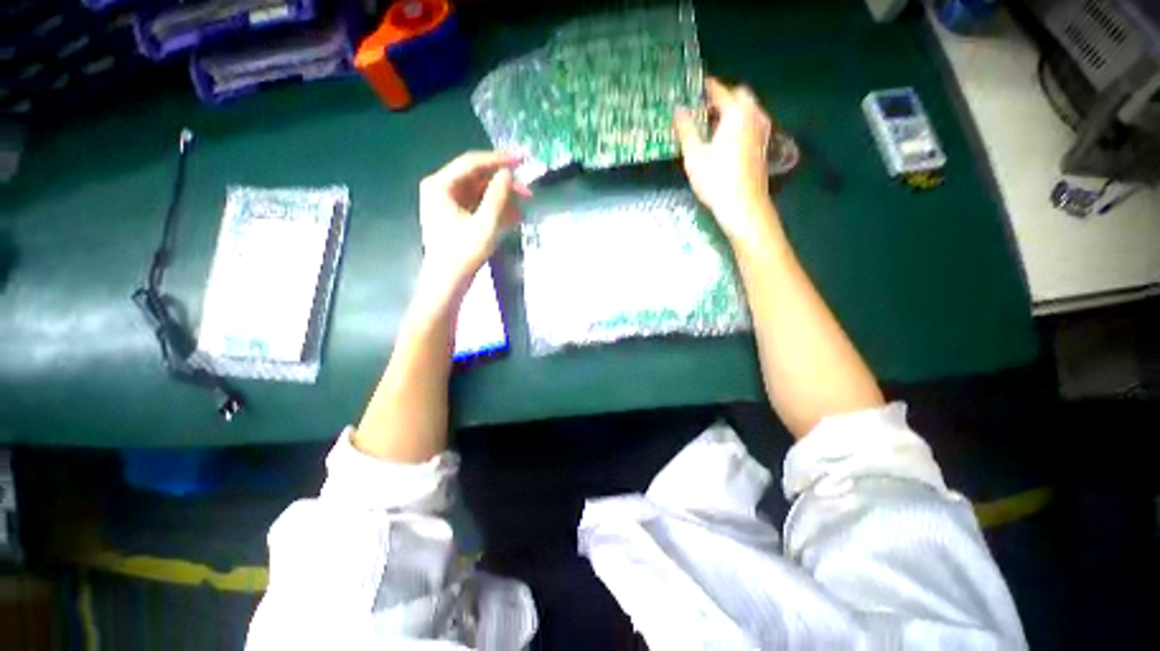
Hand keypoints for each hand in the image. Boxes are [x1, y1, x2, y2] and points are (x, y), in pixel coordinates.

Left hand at [418, 151, 530, 292]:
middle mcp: (441, 188)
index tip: (523, 159)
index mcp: (440, 185)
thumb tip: (508, 173)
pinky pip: (477, 205)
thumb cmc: (463, 254)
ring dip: (501, 199)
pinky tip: (512, 218)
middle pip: (476, 177)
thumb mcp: (486, 224)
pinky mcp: (454, 216)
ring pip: (479, 192)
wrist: (447, 282)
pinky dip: (494, 209)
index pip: (472, 162)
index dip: (499, 159)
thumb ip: (498, 196)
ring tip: (522, 210)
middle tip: (528, 194)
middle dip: (503, 185)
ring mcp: (446, 203)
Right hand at [674, 78, 775, 239]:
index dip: (706, 87)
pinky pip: (750, 124)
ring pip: (747, 110)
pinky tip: (724, 141)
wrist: (743, 206)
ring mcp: (762, 130)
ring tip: (711, 125)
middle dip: (721, 97)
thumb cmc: (716, 179)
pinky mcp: (763, 146)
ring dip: (730, 111)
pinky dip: (738, 124)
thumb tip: (678, 110)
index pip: (719, 90)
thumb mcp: (694, 155)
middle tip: (702, 108)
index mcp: (736, 112)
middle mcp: (753, 115)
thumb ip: (686, 129)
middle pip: (738, 96)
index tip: (693, 86)